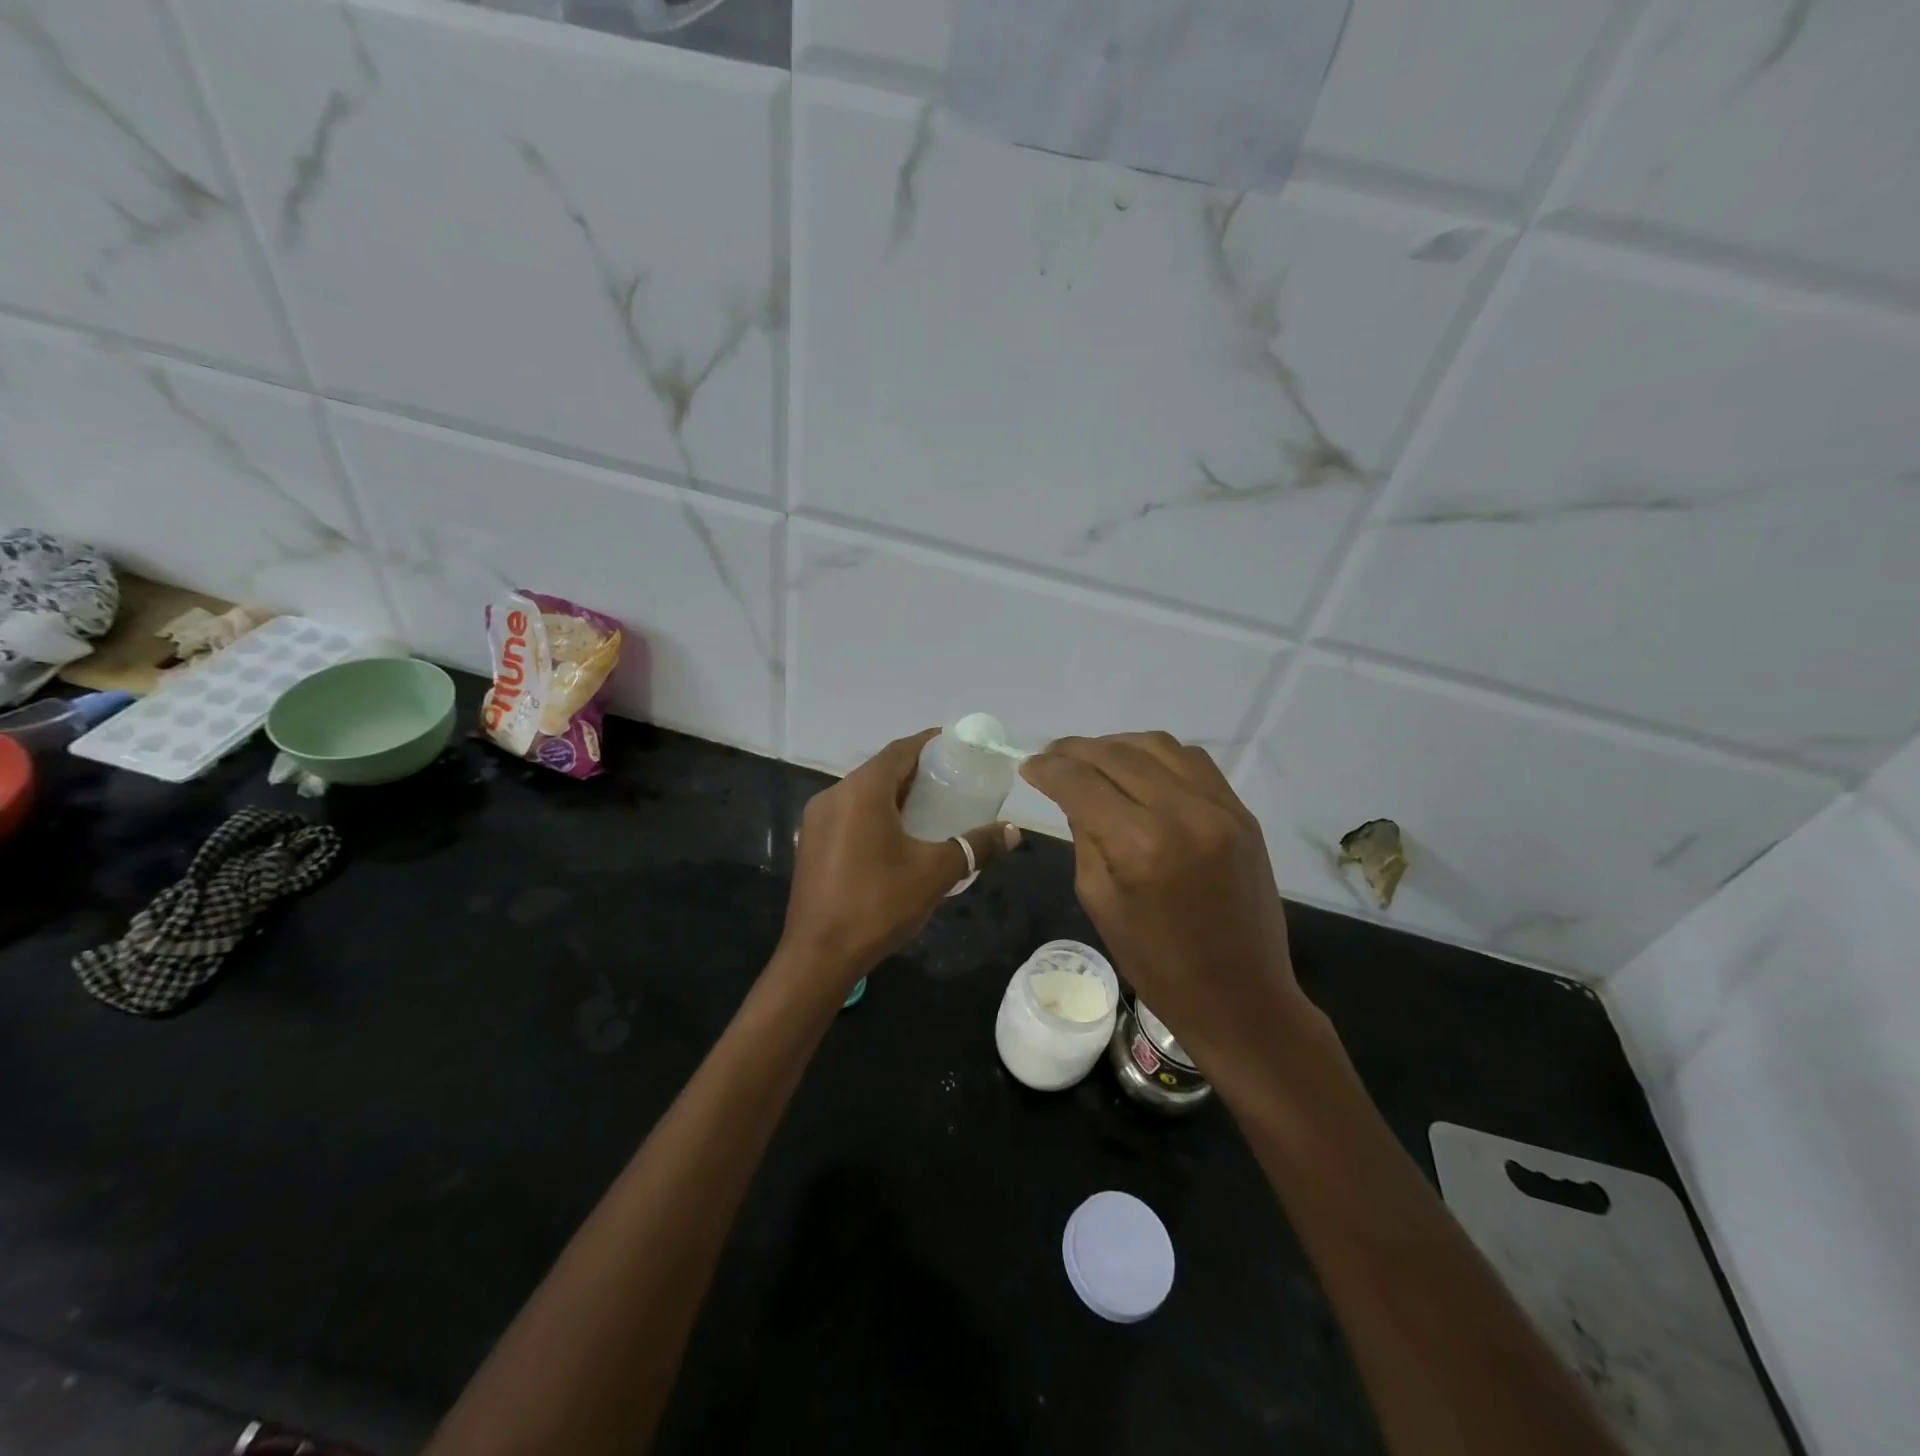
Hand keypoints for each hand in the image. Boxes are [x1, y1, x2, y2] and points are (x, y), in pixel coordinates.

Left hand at [780, 728, 1019, 989]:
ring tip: (929, 807)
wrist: (819, 957)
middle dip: (915, 771)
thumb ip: (976, 846)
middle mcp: (834, 795)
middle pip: (880, 770)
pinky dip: (874, 814)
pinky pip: (848, 814)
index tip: (957, 746)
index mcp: (861, 791)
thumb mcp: (935, 873)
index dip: (929, 743)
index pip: (900, 751)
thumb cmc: (878, 905)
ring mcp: (817, 820)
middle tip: (951, 780)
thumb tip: (1014, 831)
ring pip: (862, 793)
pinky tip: (896, 836)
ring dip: (894, 794)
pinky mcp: (811, 844)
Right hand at [1020, 732, 1313, 1083]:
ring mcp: (1220, 807)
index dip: (1048, 769)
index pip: (1082, 783)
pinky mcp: (1242, 812)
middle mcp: (1184, 813)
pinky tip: (1140, 770)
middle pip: (1117, 754)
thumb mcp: (1099, 901)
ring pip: (1158, 745)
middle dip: (1075, 750)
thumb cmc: (1157, 964)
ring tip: (1092, 759)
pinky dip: (1157, 756)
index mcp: (1141, 845)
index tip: (1028, 766)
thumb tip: (1075, 796)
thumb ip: (1085, 838)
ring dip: (1116, 745)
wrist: (1240, 995)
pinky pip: (1193, 761)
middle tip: (1051, 757)